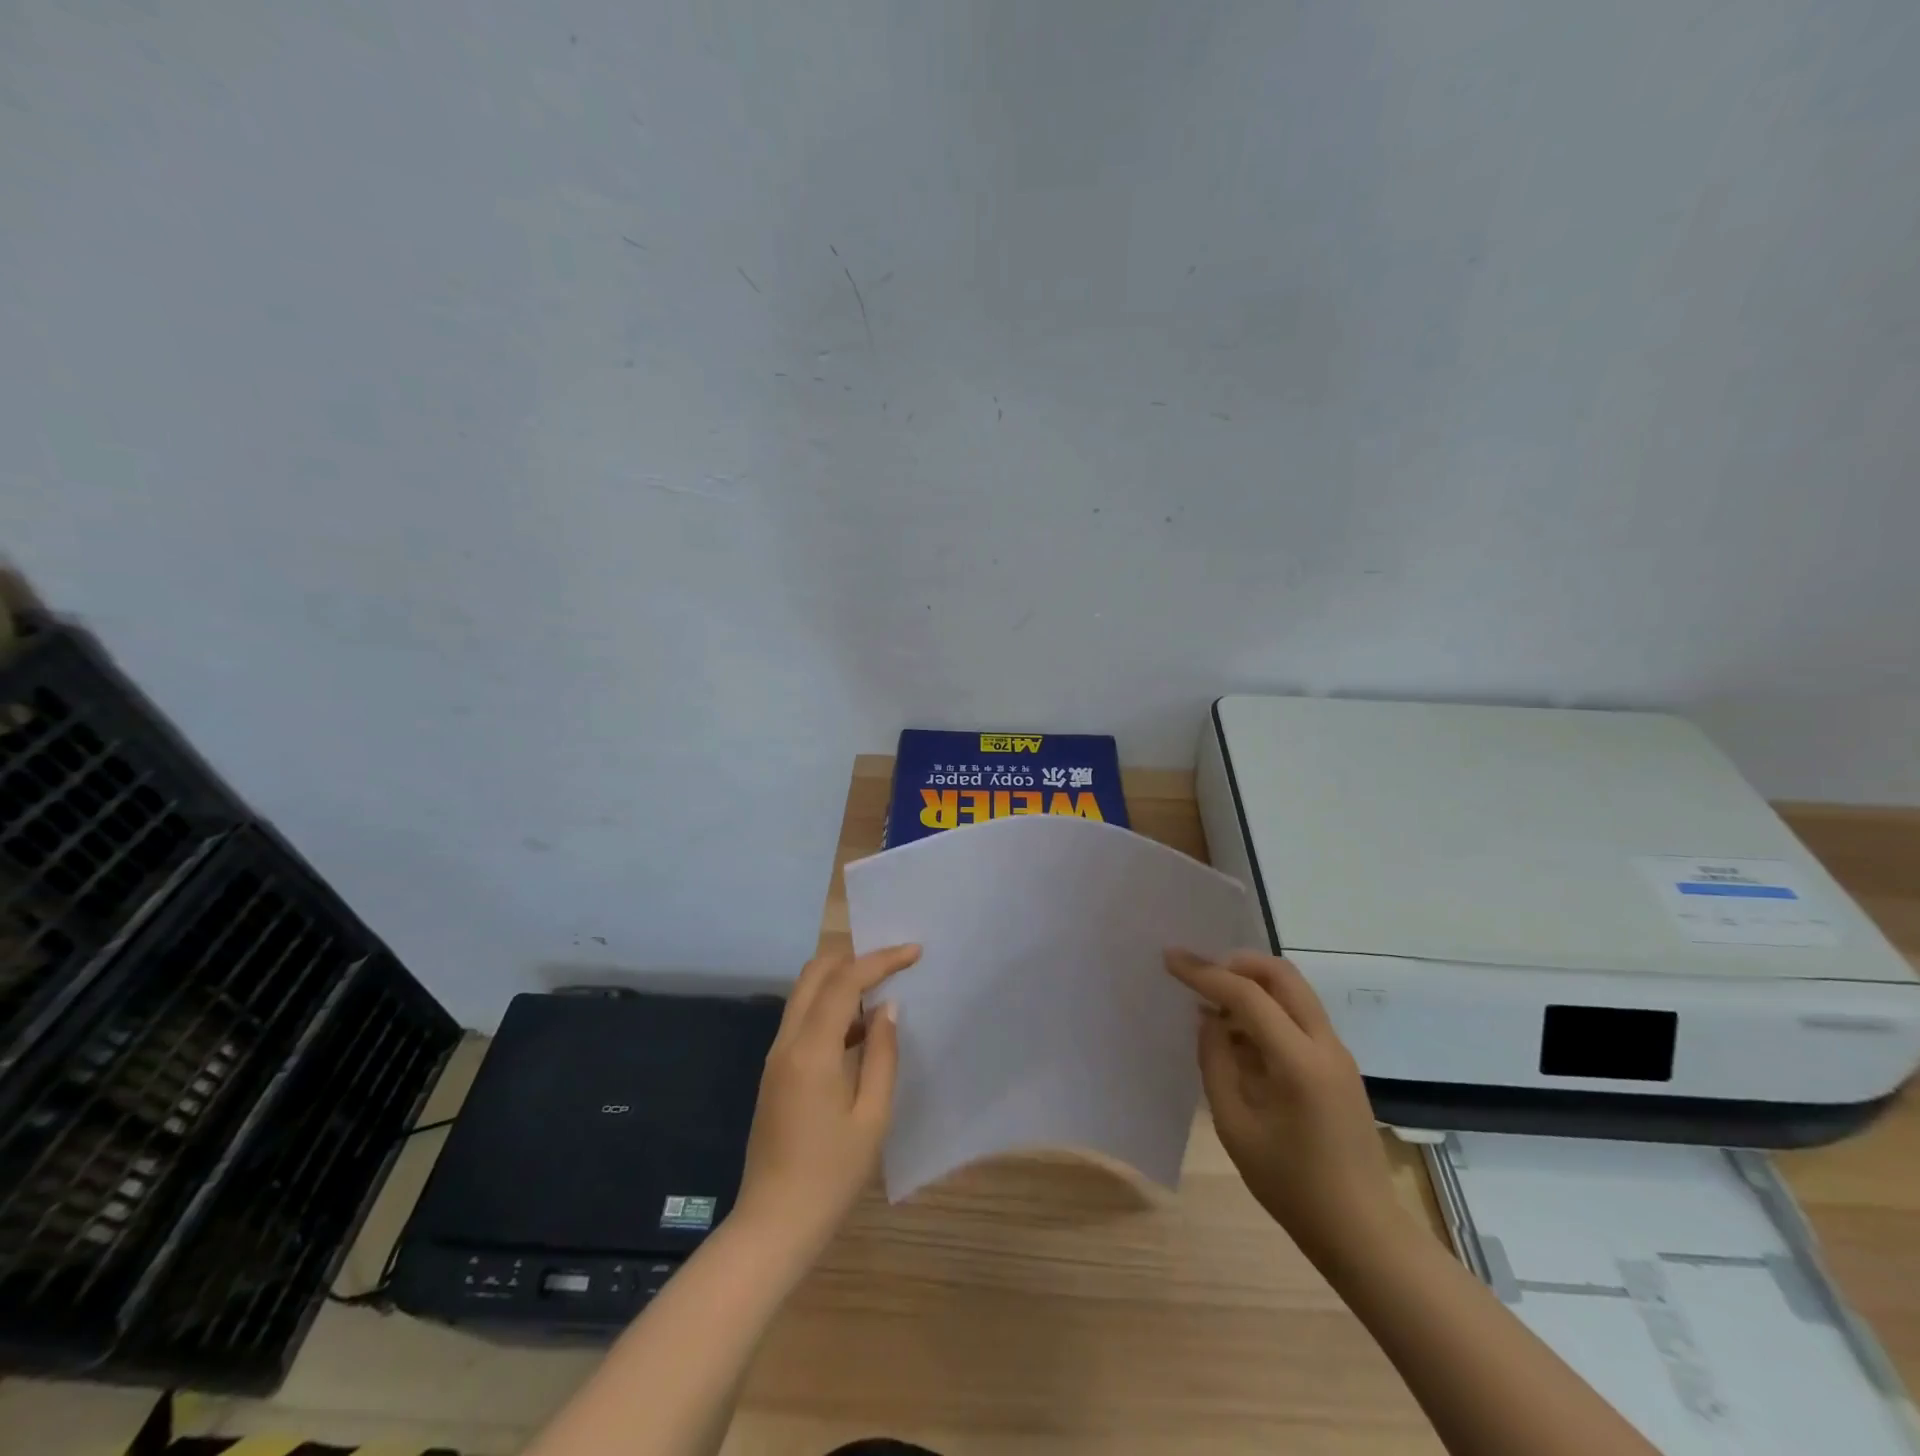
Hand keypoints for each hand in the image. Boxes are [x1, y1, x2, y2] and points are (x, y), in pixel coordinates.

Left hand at [731, 945, 919, 1259]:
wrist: (773, 1225)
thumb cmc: (831, 1176)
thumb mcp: (872, 1117)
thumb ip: (882, 1055)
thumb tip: (887, 1007)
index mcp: (811, 1050)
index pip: (844, 982)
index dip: (880, 960)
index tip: (914, 952)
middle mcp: (787, 1042)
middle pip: (815, 974)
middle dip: (854, 958)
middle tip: (893, 964)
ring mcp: (776, 1056)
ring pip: (805, 994)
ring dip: (841, 981)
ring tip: (882, 990)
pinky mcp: (775, 1072)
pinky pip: (802, 1019)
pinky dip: (830, 1007)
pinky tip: (860, 1028)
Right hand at [1166, 950, 1400, 1266]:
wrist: (1364, 1235)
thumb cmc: (1293, 1188)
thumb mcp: (1235, 1128)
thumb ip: (1216, 1064)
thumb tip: (1207, 1020)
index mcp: (1299, 1062)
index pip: (1247, 995)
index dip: (1205, 973)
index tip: (1170, 959)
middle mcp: (1325, 1045)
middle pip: (1281, 975)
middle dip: (1236, 963)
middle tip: (1200, 974)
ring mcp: (1338, 1054)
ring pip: (1294, 991)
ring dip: (1253, 984)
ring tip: (1214, 1004)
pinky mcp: (1340, 1066)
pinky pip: (1300, 1016)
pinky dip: (1268, 1008)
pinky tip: (1240, 1035)